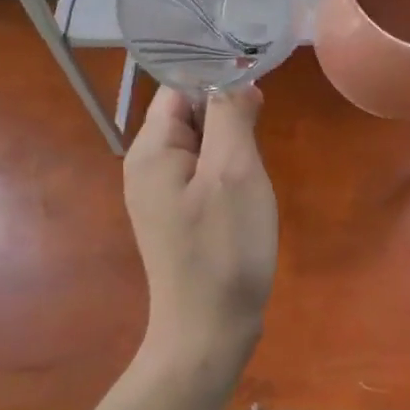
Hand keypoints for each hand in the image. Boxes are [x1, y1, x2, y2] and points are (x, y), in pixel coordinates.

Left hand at [123, 86, 277, 380]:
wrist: (209, 332)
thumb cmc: (223, 247)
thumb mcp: (234, 172)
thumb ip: (231, 116)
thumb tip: (237, 79)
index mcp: (151, 150)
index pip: (179, 87)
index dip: (216, 77)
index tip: (256, 81)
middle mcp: (147, 166)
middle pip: (186, 112)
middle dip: (225, 109)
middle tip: (262, 122)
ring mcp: (160, 193)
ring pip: (198, 141)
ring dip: (229, 138)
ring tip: (256, 154)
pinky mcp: (177, 214)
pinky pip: (201, 170)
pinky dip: (225, 165)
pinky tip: (246, 182)